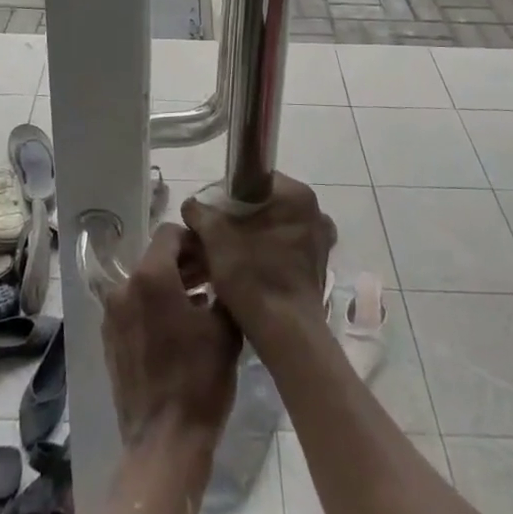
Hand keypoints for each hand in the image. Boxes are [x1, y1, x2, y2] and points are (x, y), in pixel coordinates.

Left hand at [101, 222, 240, 456]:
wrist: (165, 442)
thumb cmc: (200, 378)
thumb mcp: (224, 327)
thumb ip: (222, 287)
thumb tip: (221, 272)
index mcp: (150, 276)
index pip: (169, 234)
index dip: (194, 240)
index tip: (214, 256)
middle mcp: (124, 288)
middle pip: (155, 258)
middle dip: (184, 263)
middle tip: (213, 278)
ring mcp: (112, 316)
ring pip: (144, 283)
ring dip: (170, 285)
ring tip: (201, 303)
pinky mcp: (110, 340)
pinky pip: (134, 308)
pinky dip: (155, 307)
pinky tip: (180, 328)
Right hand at [182, 174, 335, 354]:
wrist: (285, 333)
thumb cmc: (252, 276)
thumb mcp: (216, 238)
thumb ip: (201, 213)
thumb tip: (192, 205)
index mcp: (296, 195)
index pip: (254, 179)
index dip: (227, 194)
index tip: (210, 214)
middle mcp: (315, 212)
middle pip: (265, 205)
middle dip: (239, 218)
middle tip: (214, 236)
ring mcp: (320, 241)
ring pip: (275, 228)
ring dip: (252, 237)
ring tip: (226, 255)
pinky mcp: (318, 266)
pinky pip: (285, 249)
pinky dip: (266, 254)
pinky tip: (247, 269)